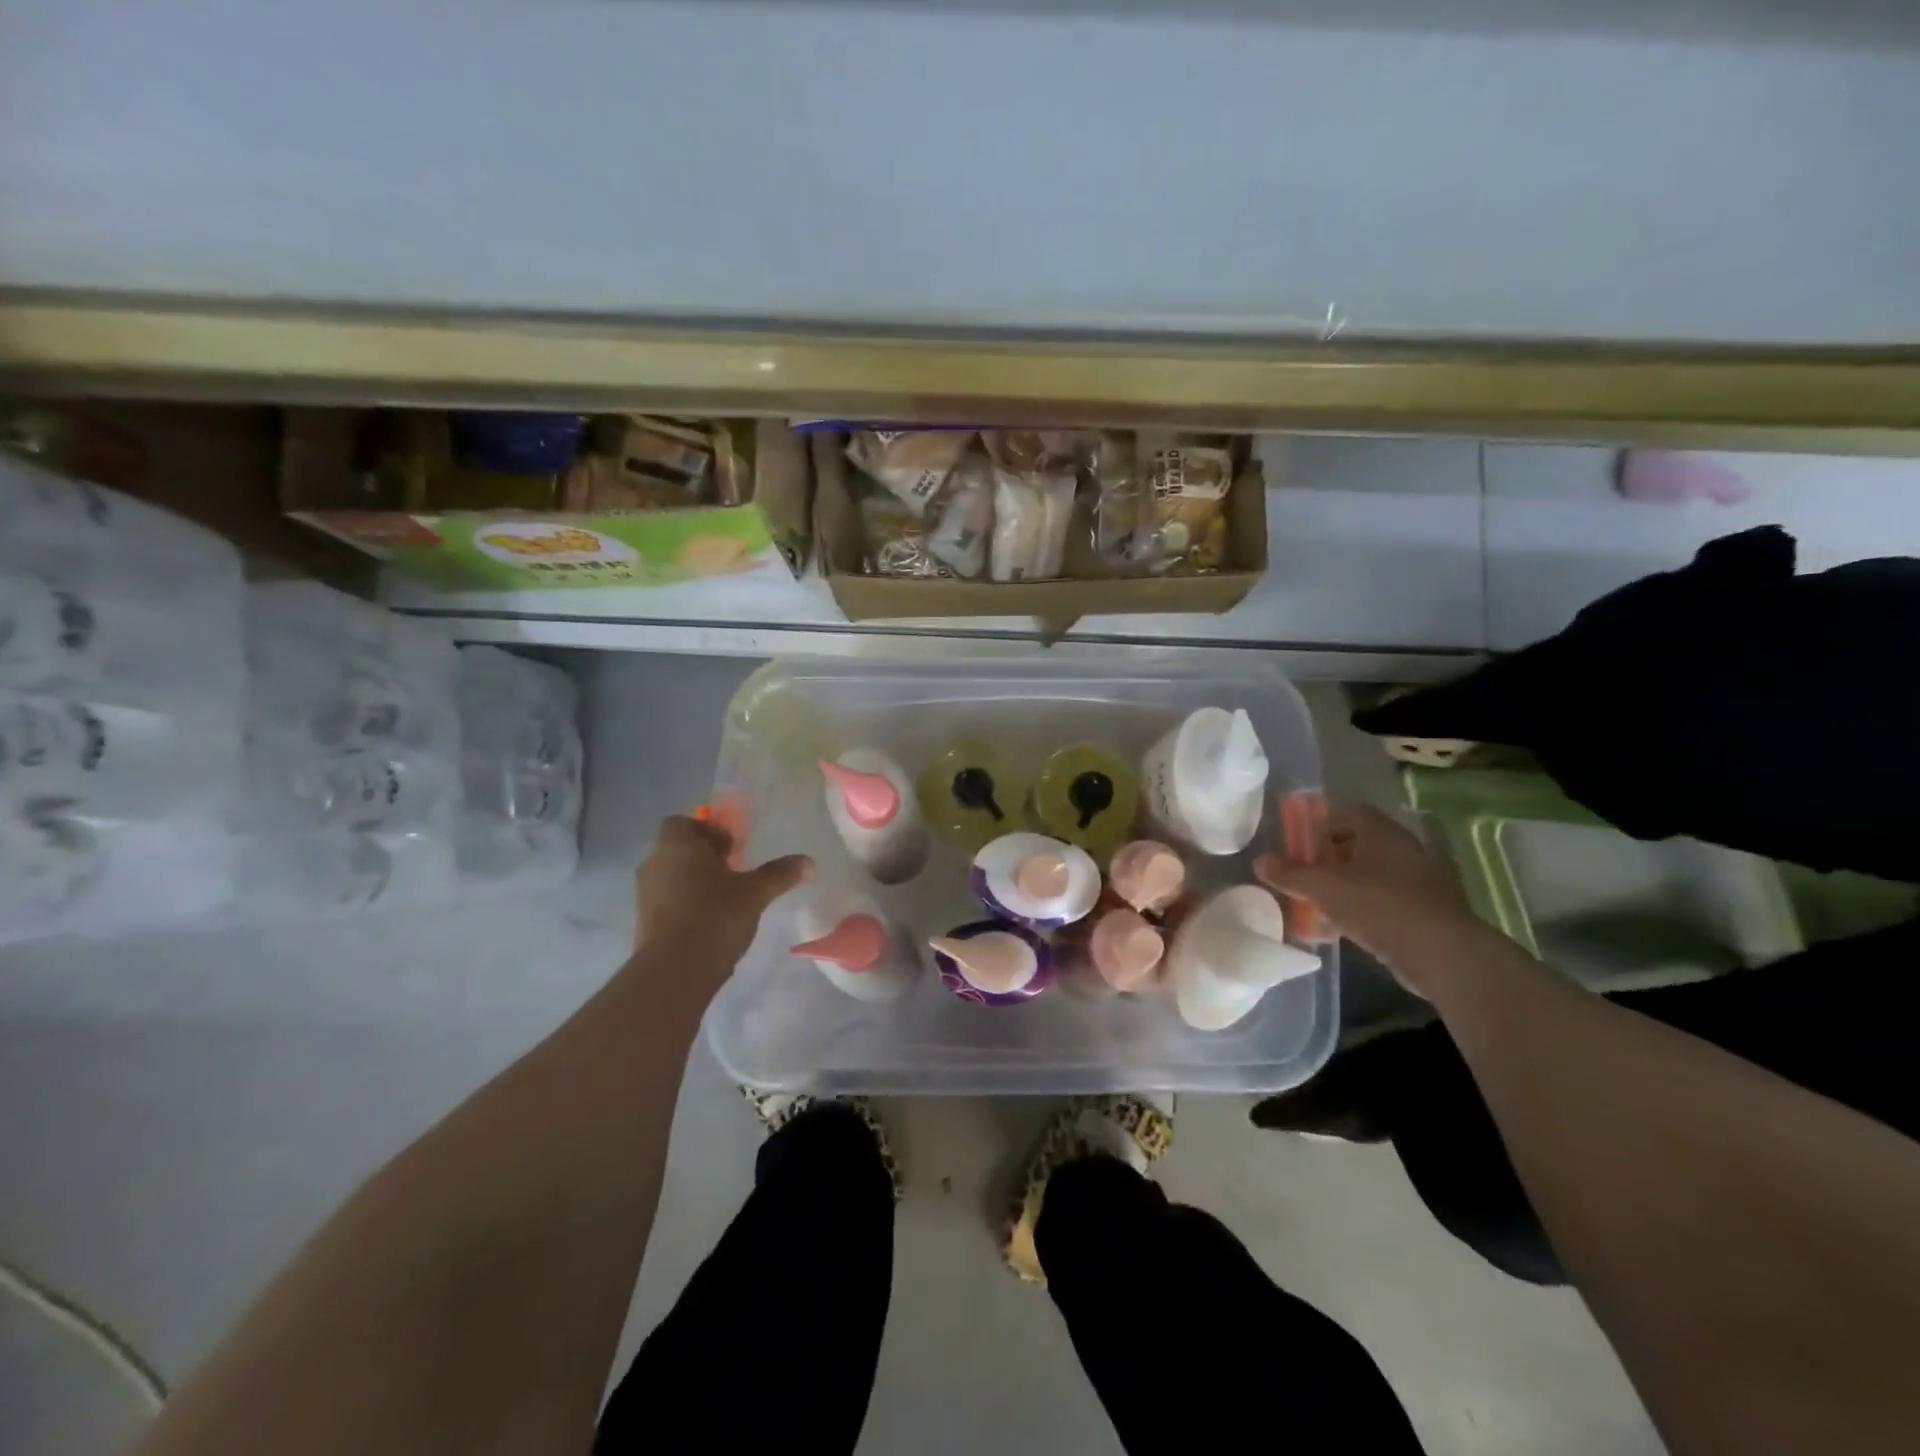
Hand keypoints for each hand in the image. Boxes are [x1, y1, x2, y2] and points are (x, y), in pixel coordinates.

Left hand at [634, 816, 810, 998]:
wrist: (673, 972)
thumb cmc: (714, 916)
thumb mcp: (755, 893)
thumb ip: (779, 874)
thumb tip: (809, 862)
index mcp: (677, 844)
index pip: (684, 822)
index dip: (709, 831)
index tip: (733, 849)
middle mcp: (655, 862)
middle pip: (680, 848)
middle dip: (706, 856)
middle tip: (735, 872)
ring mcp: (645, 893)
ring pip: (673, 874)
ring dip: (696, 880)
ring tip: (726, 899)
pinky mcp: (644, 921)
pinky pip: (668, 899)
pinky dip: (687, 903)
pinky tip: (711, 922)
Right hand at [1255, 804, 1475, 996]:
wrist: (1441, 953)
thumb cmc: (1378, 904)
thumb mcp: (1323, 887)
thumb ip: (1290, 873)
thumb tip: (1260, 861)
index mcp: (1382, 832)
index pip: (1349, 812)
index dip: (1321, 823)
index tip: (1298, 841)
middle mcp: (1404, 849)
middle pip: (1359, 844)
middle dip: (1328, 858)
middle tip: (1302, 873)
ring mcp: (1419, 881)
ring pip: (1371, 875)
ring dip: (1343, 886)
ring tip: (1315, 904)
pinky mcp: (1426, 912)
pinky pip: (1384, 902)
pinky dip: (1360, 910)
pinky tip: (1338, 929)